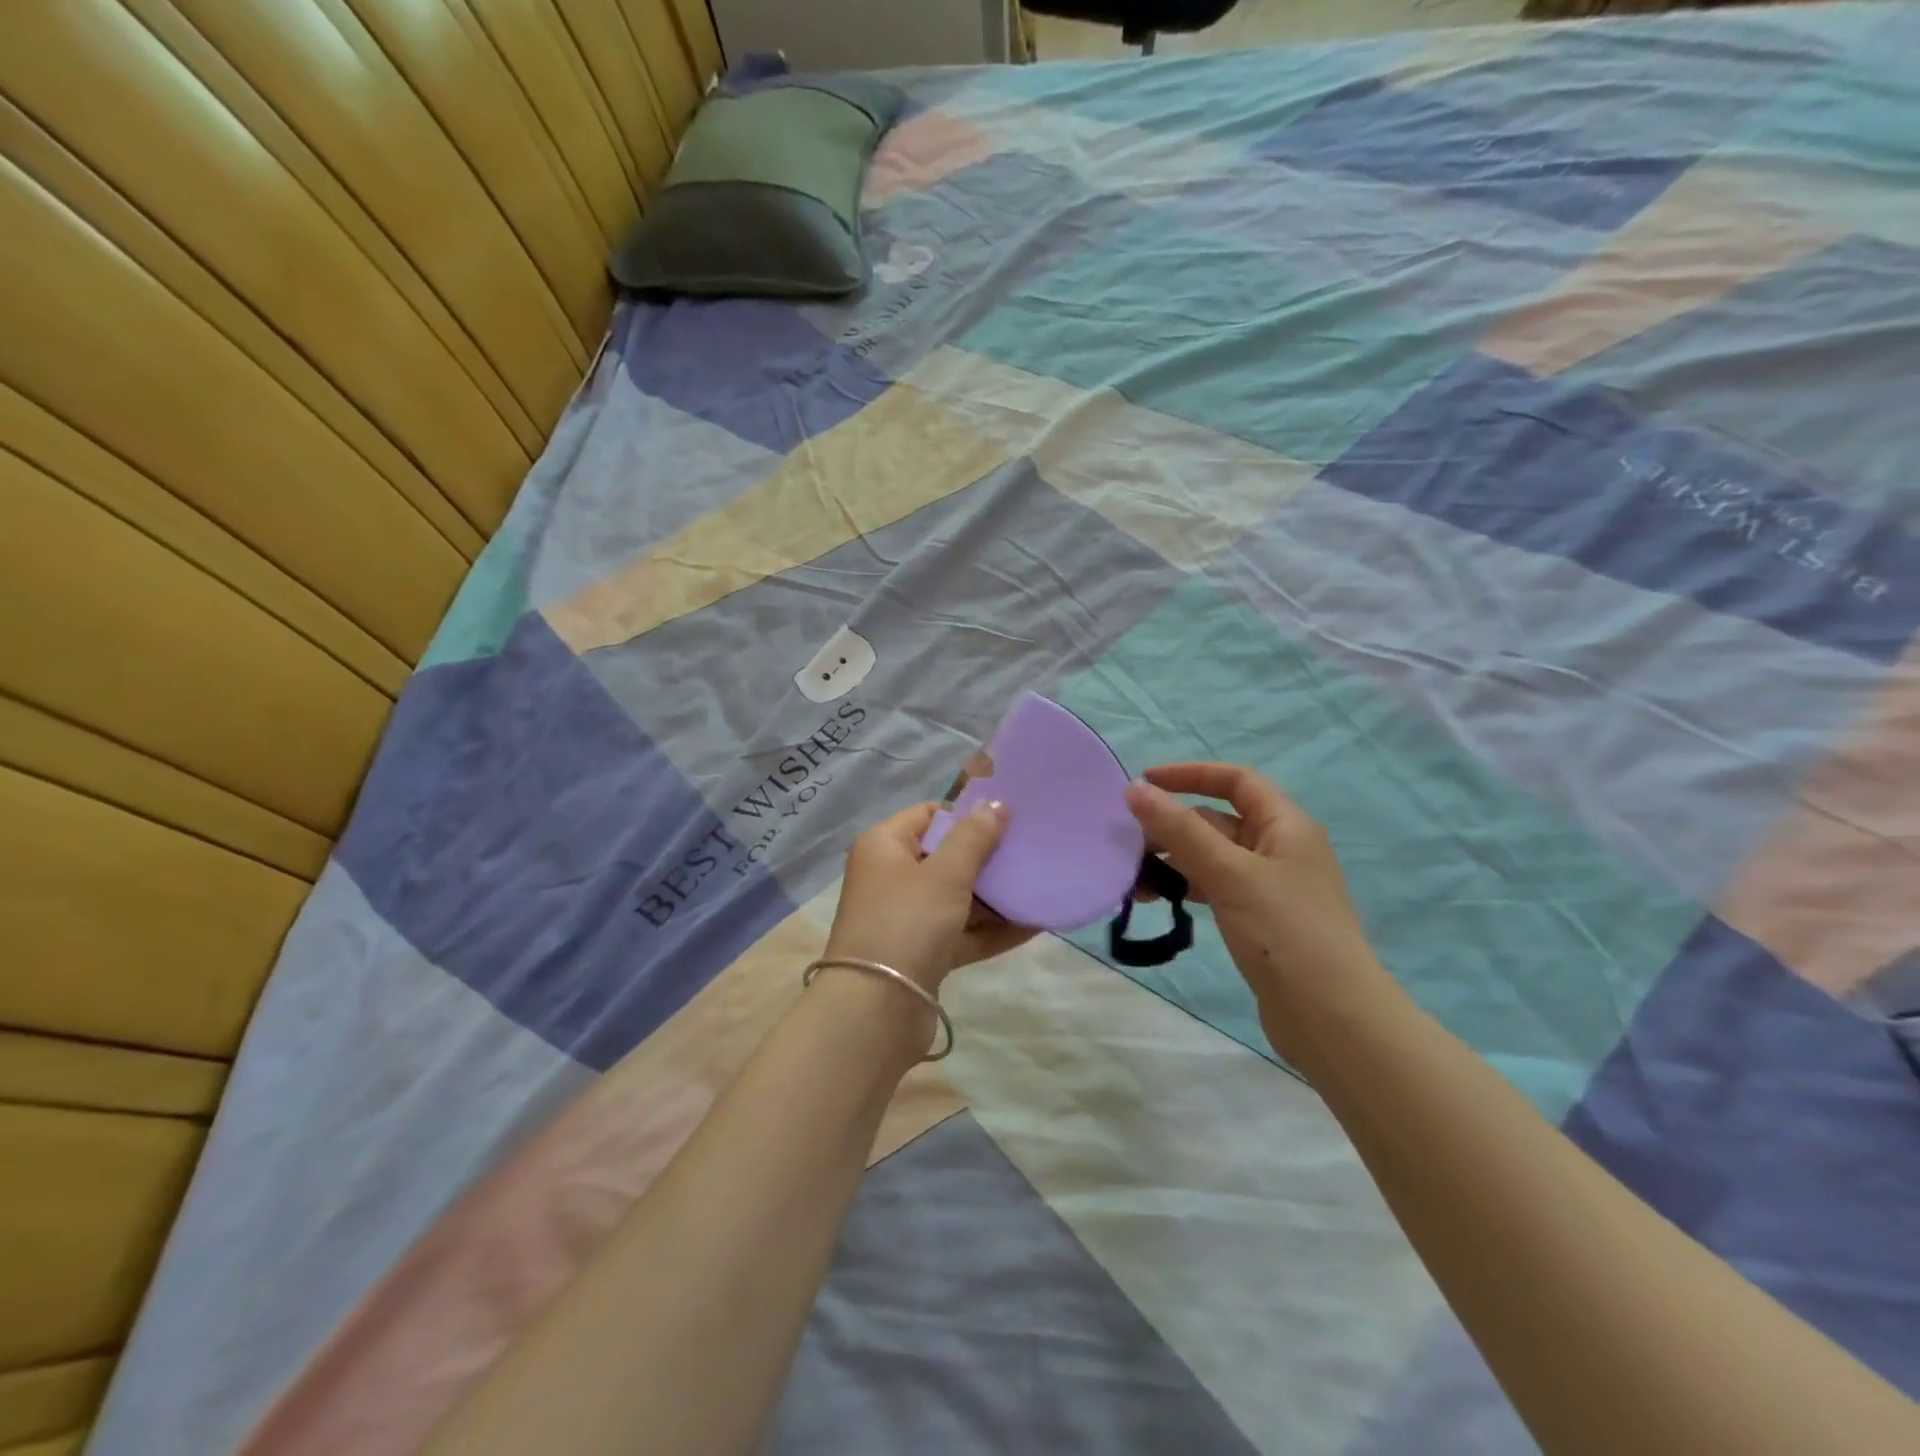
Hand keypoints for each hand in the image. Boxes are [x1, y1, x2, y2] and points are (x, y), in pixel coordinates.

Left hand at [824, 801, 1034, 991]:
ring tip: (1040, 883)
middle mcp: (891, 877)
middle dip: (987, 856)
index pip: (929, 815)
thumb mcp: (945, 873)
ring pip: (957, 896)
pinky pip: (963, 932)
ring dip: (995, 894)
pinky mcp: (923, 953)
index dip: (966, 814)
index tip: (1008, 819)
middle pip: (945, 856)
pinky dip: (992, 929)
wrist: (876, 1011)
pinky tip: (1034, 924)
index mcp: (884, 846)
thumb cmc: (907, 923)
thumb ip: (974, 837)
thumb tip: (996, 803)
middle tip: (1031, 849)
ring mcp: (907, 918)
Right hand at [1124, 763, 1384, 1023]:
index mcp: (1285, 825)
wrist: (1332, 1019)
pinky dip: (1186, 887)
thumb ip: (1180, 830)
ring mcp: (1271, 886)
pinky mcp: (1260, 919)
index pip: (1235, 780)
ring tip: (1134, 881)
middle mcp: (1280, 848)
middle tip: (1127, 845)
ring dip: (1173, 860)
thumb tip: (1135, 789)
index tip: (1143, 783)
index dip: (1189, 774)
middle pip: (1218, 820)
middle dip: (1171, 826)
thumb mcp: (1229, 873)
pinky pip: (1215, 887)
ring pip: (1212, 857)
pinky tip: (1161, 901)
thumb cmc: (1285, 933)